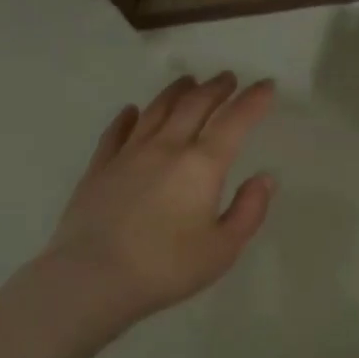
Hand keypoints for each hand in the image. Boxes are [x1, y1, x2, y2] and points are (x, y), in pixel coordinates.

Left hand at [33, 73, 277, 342]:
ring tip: (188, 81)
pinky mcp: (99, 168)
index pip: (235, 121)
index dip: (254, 100)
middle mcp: (167, 147)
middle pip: (194, 105)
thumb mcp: (223, 249)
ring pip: (156, 110)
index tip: (266, 85)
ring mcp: (128, 154)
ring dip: (176, 92)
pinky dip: (127, 117)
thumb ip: (249, 211)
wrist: (92, 279)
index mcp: (202, 165)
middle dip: (216, 88)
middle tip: (228, 77)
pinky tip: (131, 111)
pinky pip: (116, 132)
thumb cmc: (166, 267)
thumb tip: (265, 178)